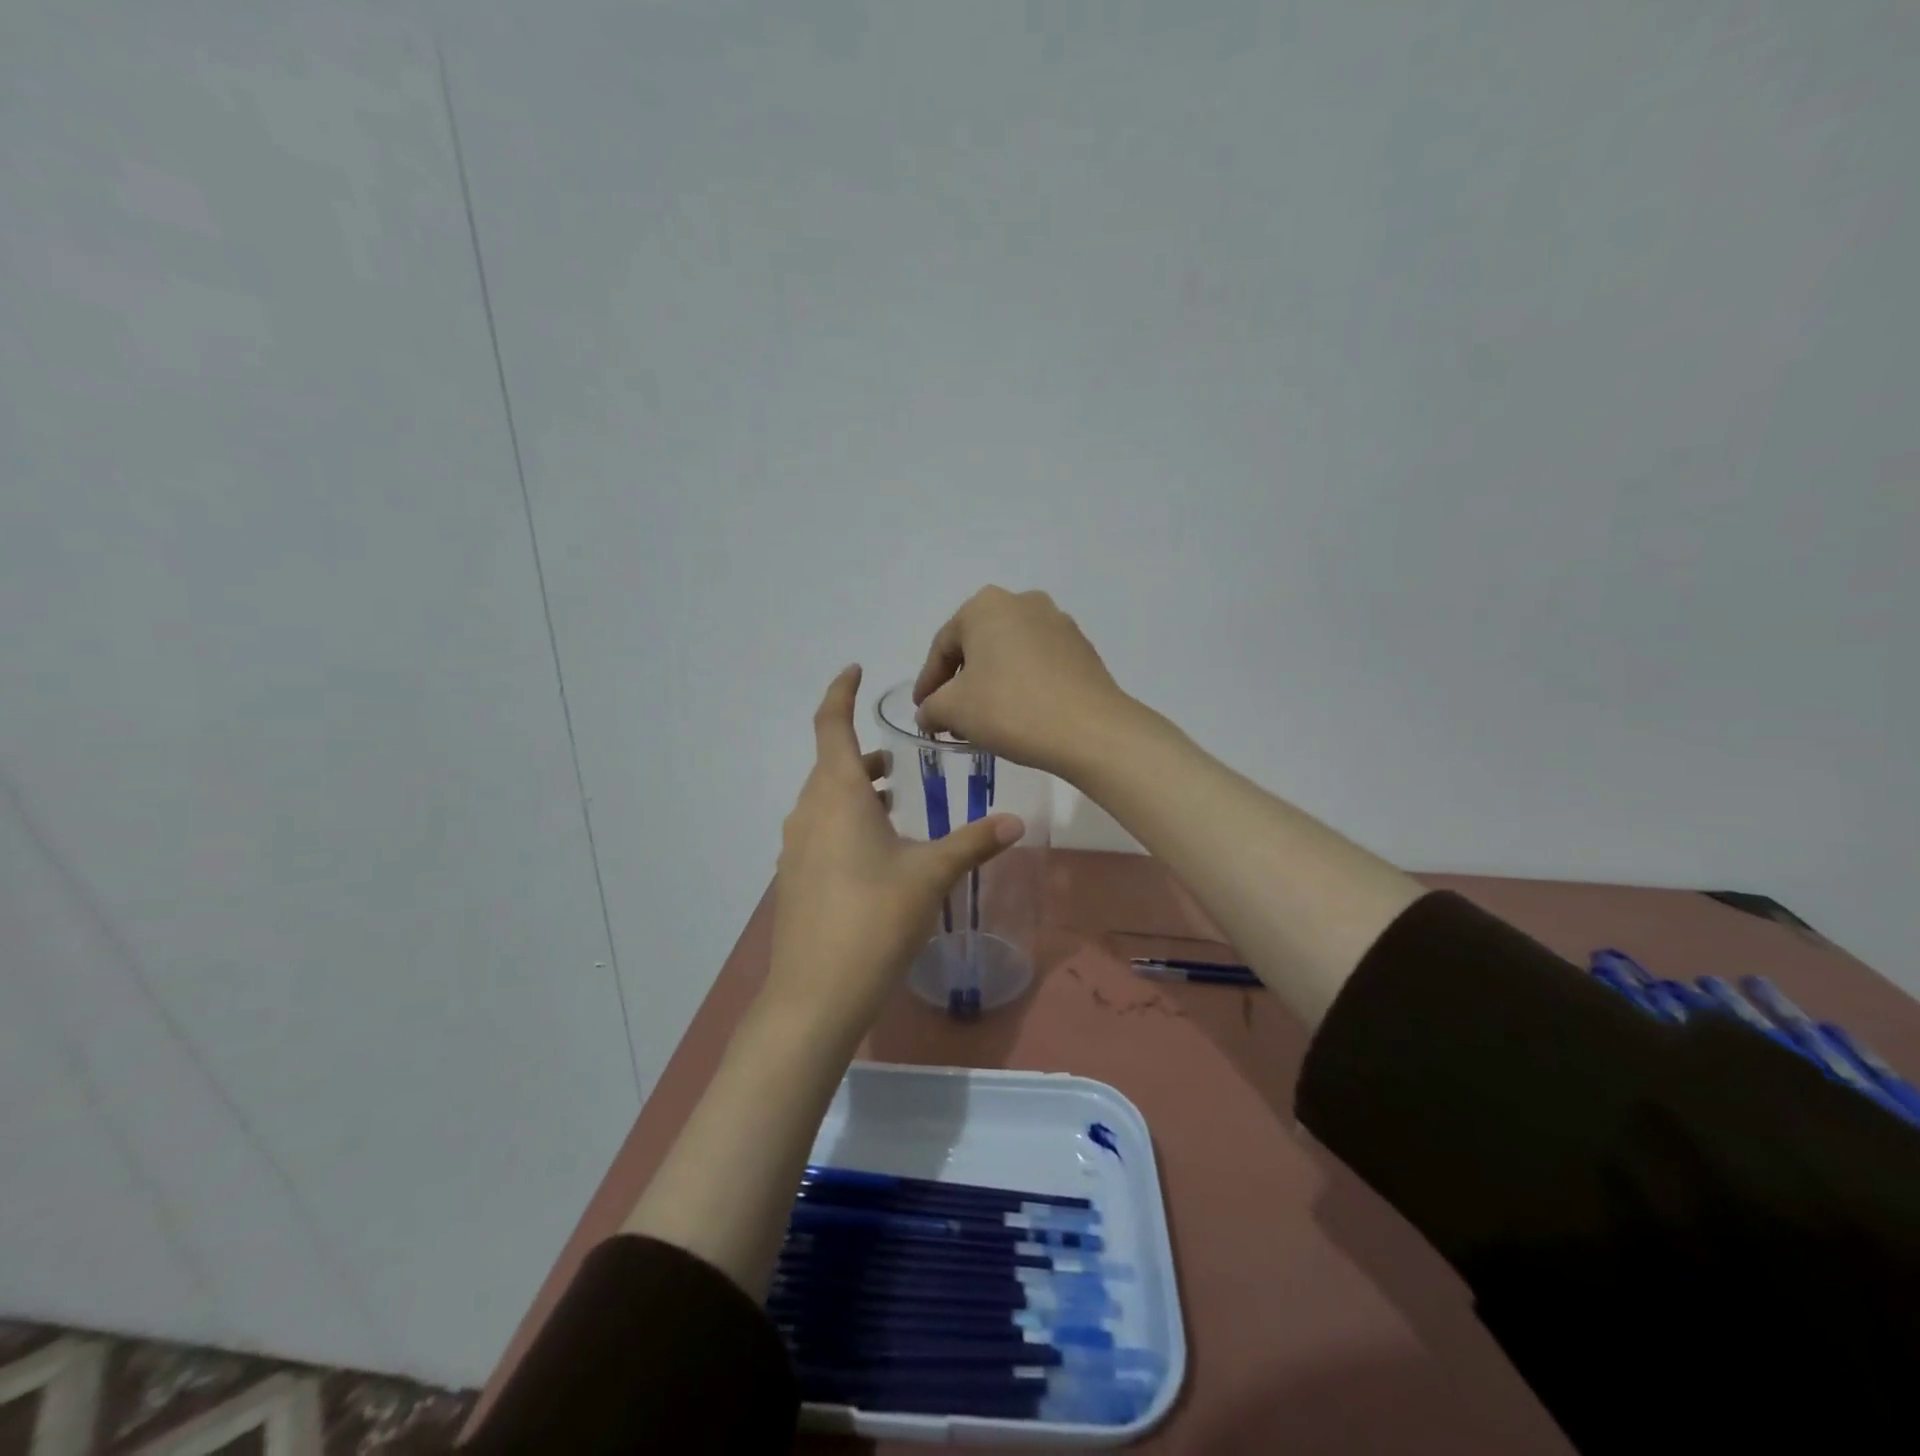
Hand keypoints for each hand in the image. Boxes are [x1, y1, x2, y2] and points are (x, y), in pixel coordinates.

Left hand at [765, 665, 1024, 1040]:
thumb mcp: (932, 874)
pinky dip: (845, 820)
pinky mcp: (795, 877)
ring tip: (893, 799)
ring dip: (856, 790)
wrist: (816, 993)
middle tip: (898, 757)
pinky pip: (820, 829)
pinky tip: (876, 851)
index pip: (831, 724)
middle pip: (831, 763)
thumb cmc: (875, 919)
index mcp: (838, 794)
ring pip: (826, 799)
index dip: (841, 692)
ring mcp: (796, 846)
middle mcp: (809, 811)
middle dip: (863, 753)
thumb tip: (1016, 820)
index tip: (854, 670)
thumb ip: (974, 842)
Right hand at [912, 586, 1133, 778]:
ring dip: (992, 683)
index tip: (921, 710)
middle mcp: (1023, 602)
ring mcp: (1058, 623)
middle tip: (950, 715)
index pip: (943, 646)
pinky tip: (1018, 714)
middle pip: (978, 645)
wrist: (1090, 730)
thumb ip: (931, 707)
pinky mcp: (1082, 649)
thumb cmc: (1011, 709)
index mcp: (986, 606)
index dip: (927, 682)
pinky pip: (1038, 664)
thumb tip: (928, 712)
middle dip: (961, 681)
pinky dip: (1021, 685)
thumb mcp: (955, 710)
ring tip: (984, 719)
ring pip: (1010, 654)